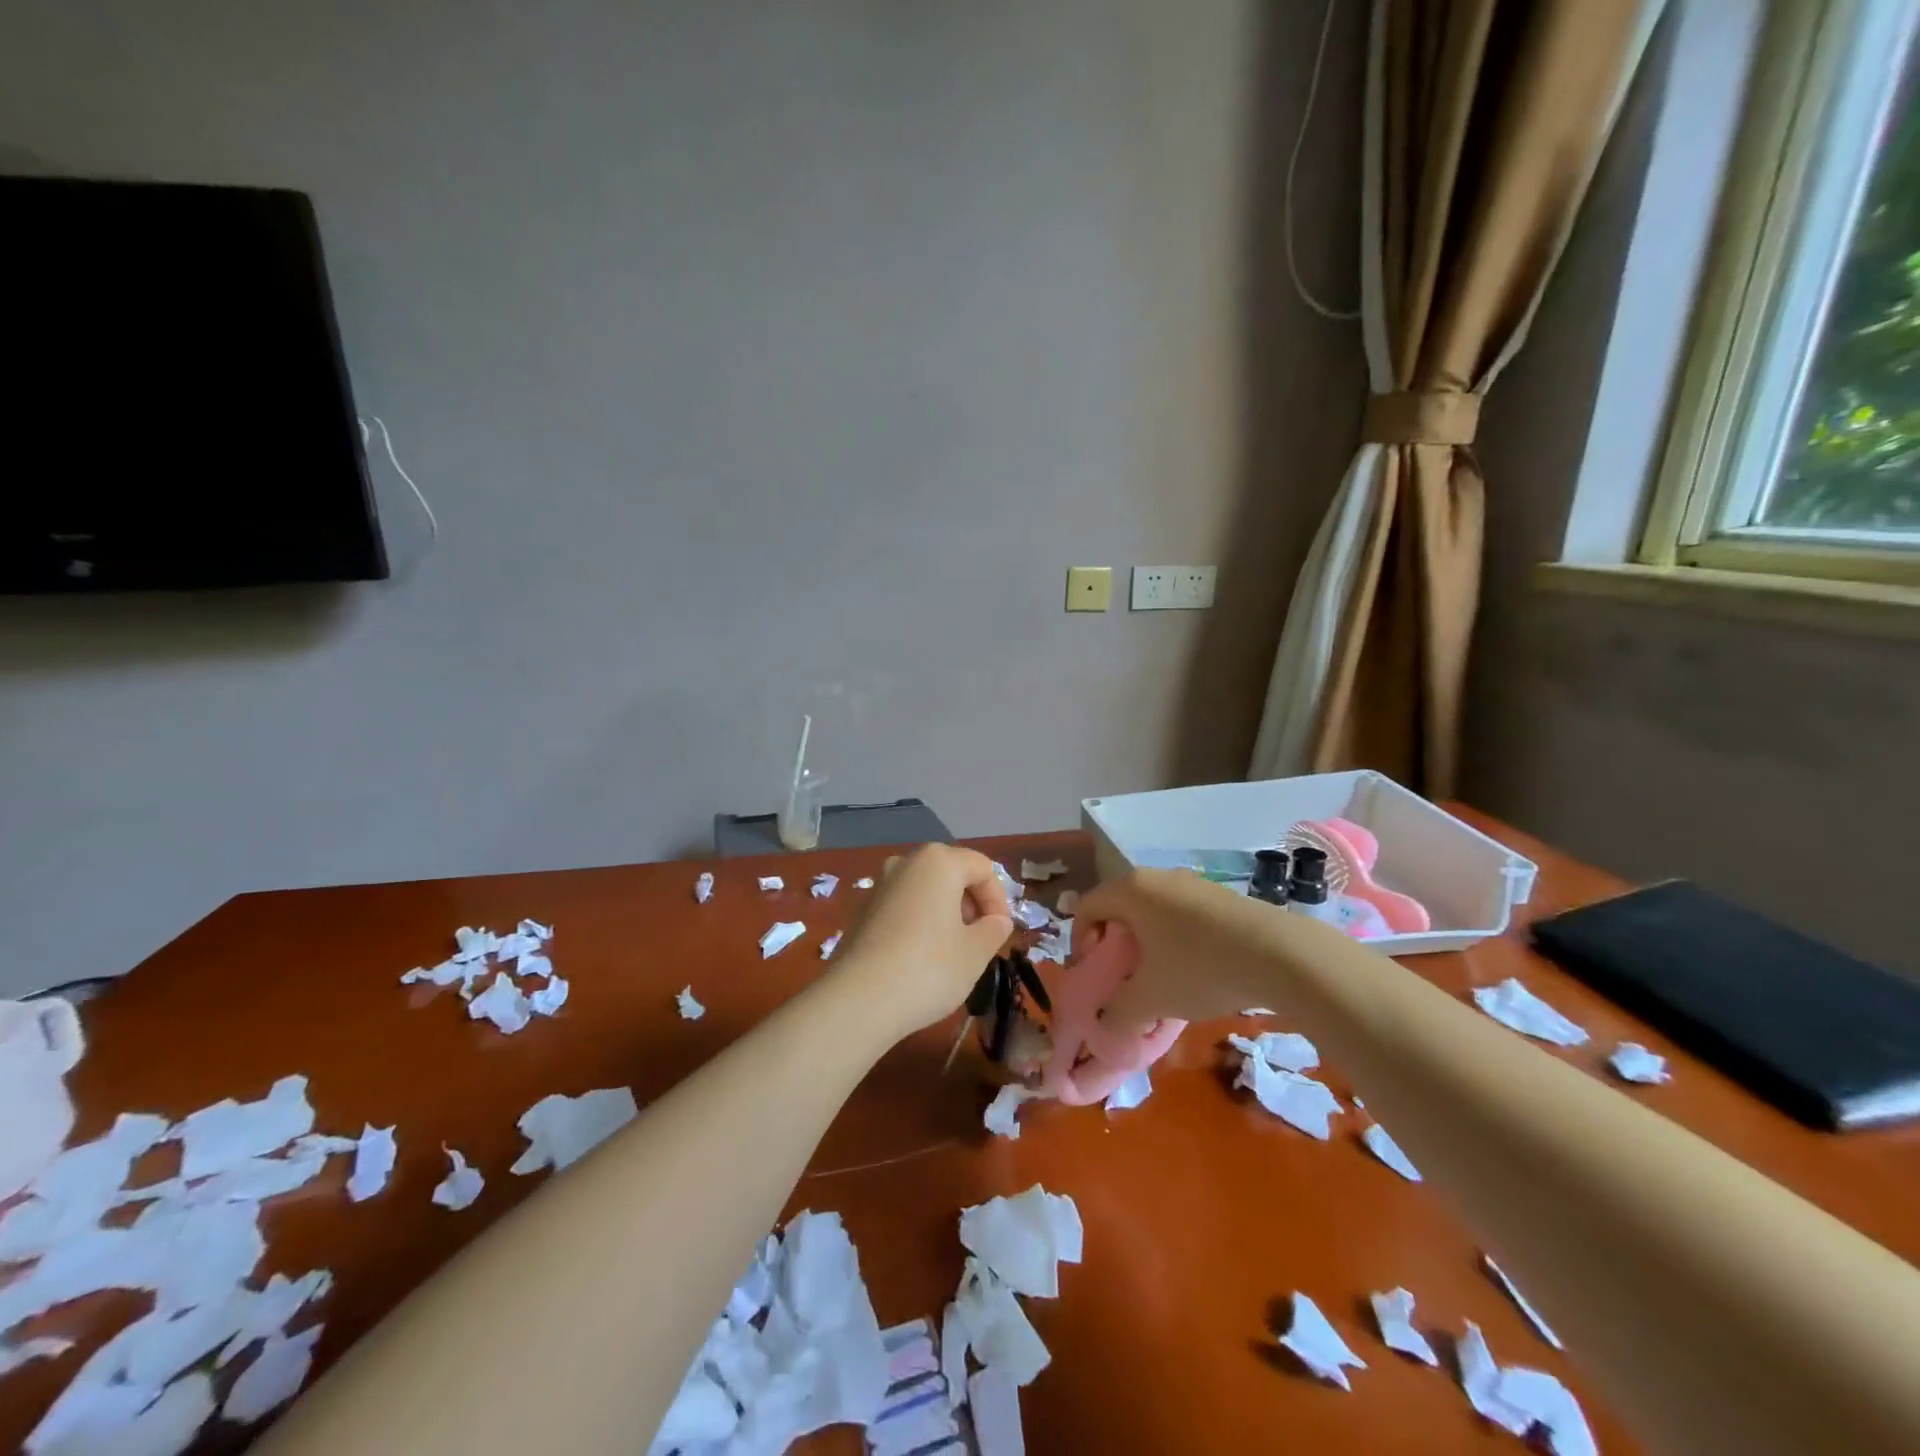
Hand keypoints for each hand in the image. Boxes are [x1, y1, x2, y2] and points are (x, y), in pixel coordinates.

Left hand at [828, 844, 1013, 1038]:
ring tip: (952, 951)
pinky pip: (903, 907)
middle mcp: (906, 863)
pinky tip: (921, 958)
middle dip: (971, 903)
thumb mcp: (975, 952)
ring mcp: (879, 885)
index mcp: (938, 861)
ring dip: (945, 913)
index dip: (999, 899)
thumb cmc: (929, 968)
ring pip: (925, 890)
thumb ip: (994, 930)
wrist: (858, 1000)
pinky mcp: (862, 911)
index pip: (983, 868)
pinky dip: (919, 923)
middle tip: (980, 940)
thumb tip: (996, 922)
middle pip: (952, 873)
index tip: (1000, 933)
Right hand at [1077, 868, 1312, 1029]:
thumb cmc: (1199, 968)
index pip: (1087, 907)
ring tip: (1161, 978)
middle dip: (1115, 944)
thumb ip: (1118, 1013)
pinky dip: (1174, 939)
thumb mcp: (1151, 999)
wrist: (1280, 955)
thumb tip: (1105, 1025)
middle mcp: (1156, 877)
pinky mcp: (1220, 895)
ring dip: (1146, 943)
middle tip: (1124, 978)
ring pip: (1152, 911)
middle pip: (1119, 907)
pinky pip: (1181, 914)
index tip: (1095, 975)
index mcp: (1130, 891)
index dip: (1080, 942)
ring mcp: (1191, 883)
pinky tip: (1195, 969)